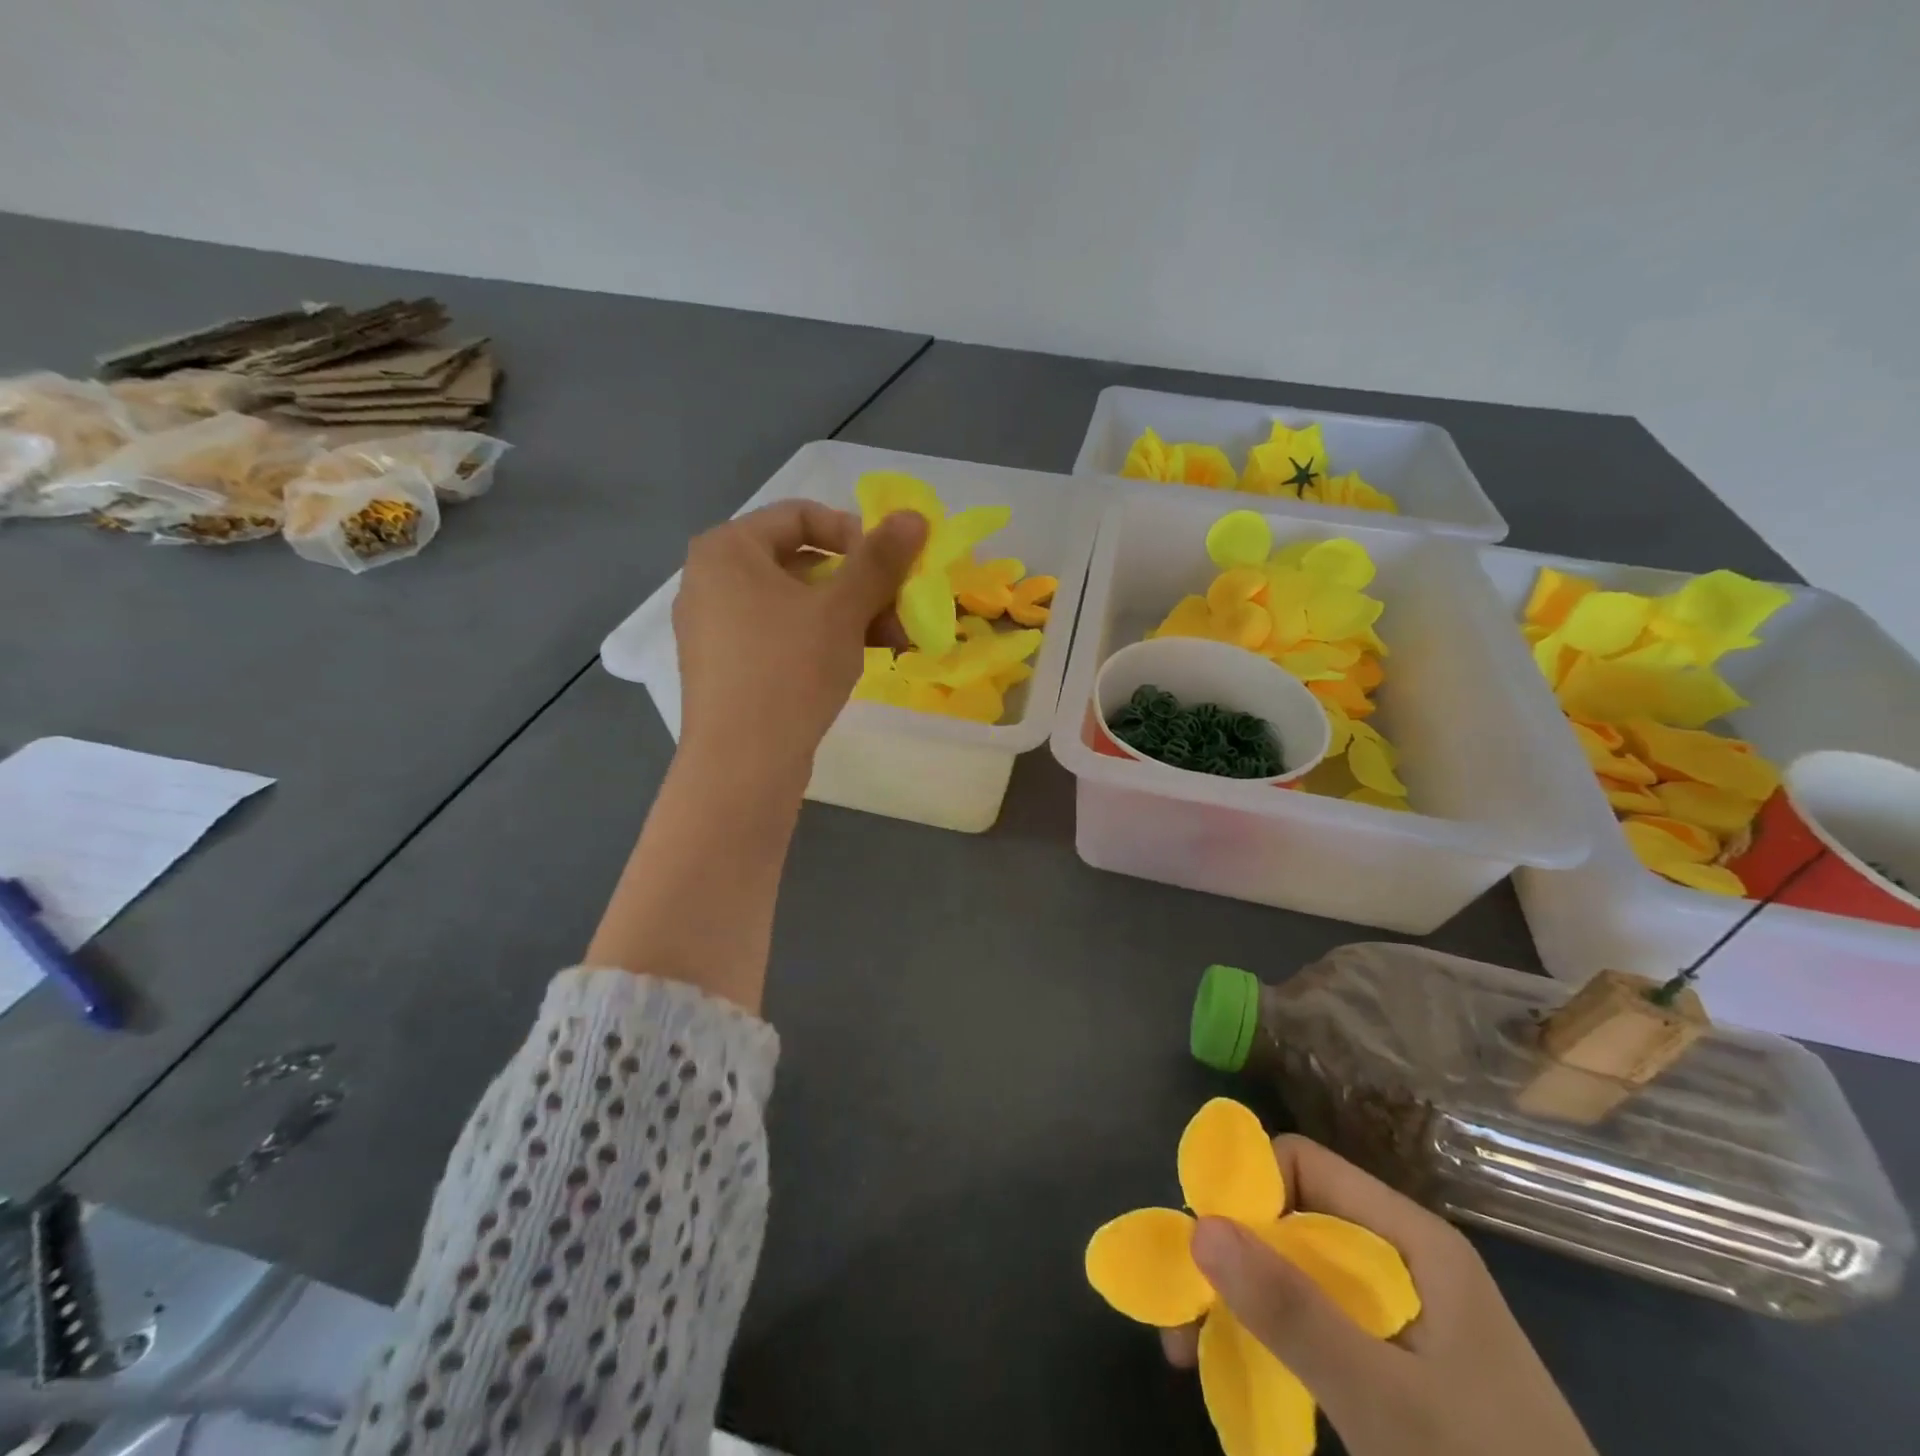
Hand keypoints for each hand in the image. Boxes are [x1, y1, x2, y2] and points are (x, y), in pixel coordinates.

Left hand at [673, 500, 925, 772]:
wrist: (741, 765)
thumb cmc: (789, 669)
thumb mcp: (842, 609)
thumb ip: (879, 559)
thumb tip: (914, 515)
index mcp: (727, 549)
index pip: (800, 515)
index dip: (855, 533)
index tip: (891, 565)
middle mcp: (711, 580)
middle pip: (801, 562)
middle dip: (861, 585)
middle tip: (902, 610)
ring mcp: (715, 627)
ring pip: (796, 605)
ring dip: (850, 616)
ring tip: (895, 643)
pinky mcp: (726, 668)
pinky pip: (780, 636)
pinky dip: (821, 641)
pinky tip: (860, 661)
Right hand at [1164, 1136, 1596, 1455]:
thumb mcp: (1385, 1403)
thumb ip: (1292, 1313)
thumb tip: (1198, 1225)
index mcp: (1412, 1239)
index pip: (1303, 1164)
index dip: (1245, 1189)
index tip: (1201, 1246)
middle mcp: (1402, 1257)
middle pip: (1294, 1218)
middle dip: (1232, 1255)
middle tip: (1183, 1311)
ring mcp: (1402, 1312)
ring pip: (1300, 1272)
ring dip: (1244, 1299)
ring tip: (1195, 1349)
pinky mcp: (1402, 1364)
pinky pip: (1319, 1321)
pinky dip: (1275, 1335)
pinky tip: (1247, 1368)